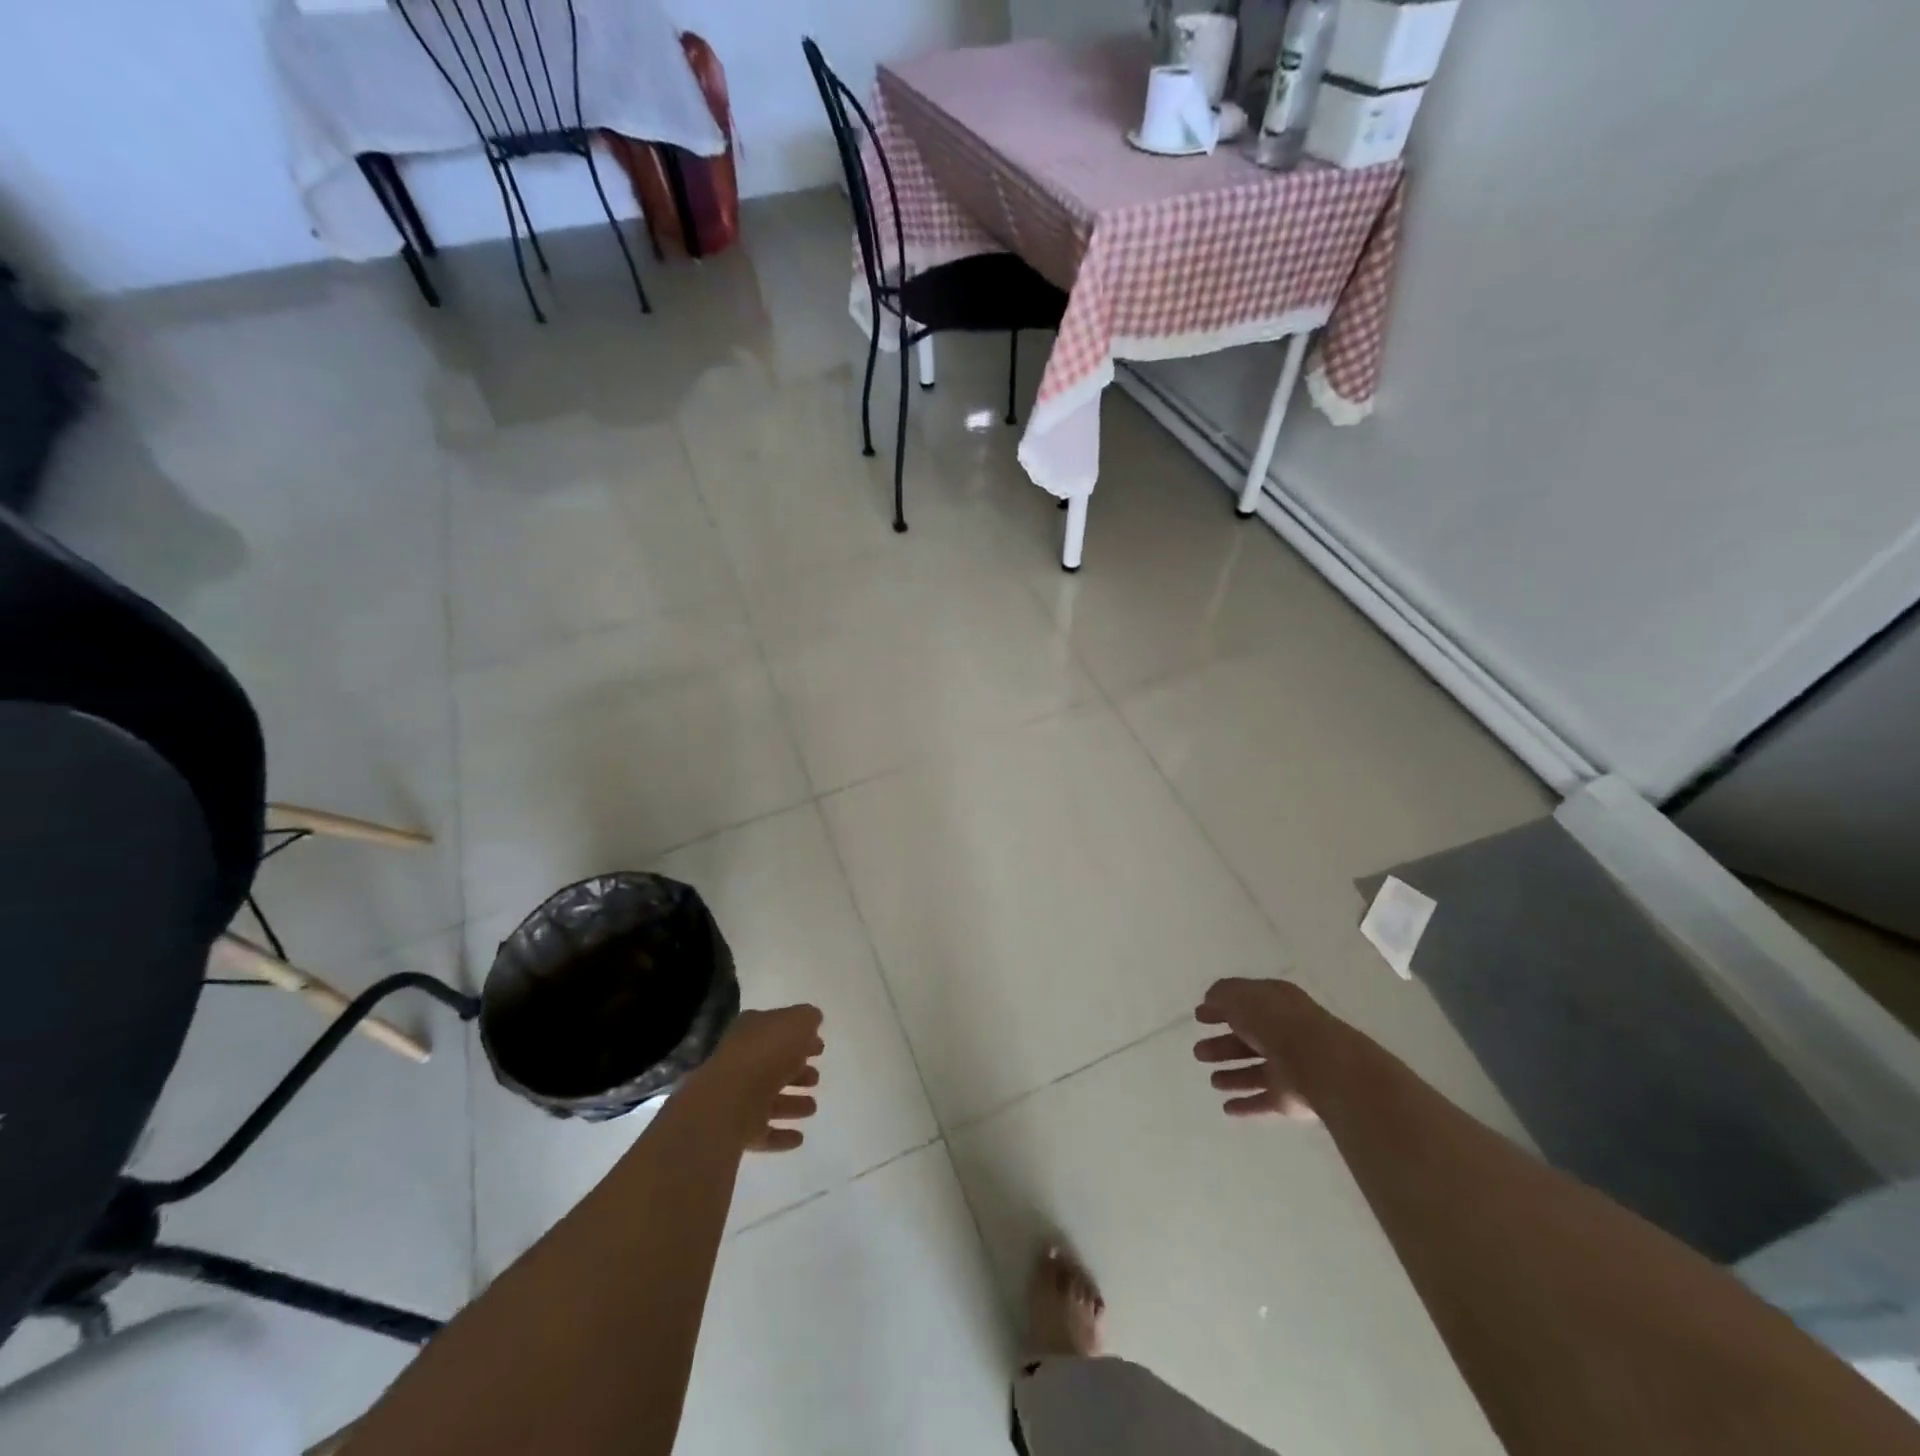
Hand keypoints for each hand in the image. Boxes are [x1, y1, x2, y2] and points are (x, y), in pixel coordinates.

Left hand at [701, 1004, 823, 1152]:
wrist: (729, 1101)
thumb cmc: (766, 1053)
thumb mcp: (797, 1023)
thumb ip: (807, 1018)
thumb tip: (812, 1020)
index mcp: (752, 1030)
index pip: (777, 1029)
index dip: (800, 1036)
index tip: (820, 1047)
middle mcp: (741, 1061)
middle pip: (772, 1065)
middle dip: (796, 1071)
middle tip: (816, 1078)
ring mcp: (736, 1096)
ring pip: (768, 1099)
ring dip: (791, 1104)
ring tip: (812, 1108)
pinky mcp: (736, 1130)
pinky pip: (762, 1131)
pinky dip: (780, 1134)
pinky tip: (799, 1138)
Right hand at [1194, 978, 1317, 1121]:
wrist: (1318, 1063)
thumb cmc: (1276, 1021)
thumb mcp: (1240, 996)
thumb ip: (1221, 995)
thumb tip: (1210, 1002)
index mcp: (1276, 1003)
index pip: (1245, 1004)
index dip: (1221, 1009)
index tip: (1199, 1017)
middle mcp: (1284, 1034)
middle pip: (1248, 1040)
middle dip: (1222, 1046)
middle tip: (1199, 1052)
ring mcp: (1289, 1068)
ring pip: (1255, 1071)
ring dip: (1233, 1076)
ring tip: (1212, 1080)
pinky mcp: (1291, 1098)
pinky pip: (1263, 1100)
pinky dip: (1246, 1104)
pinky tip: (1227, 1108)